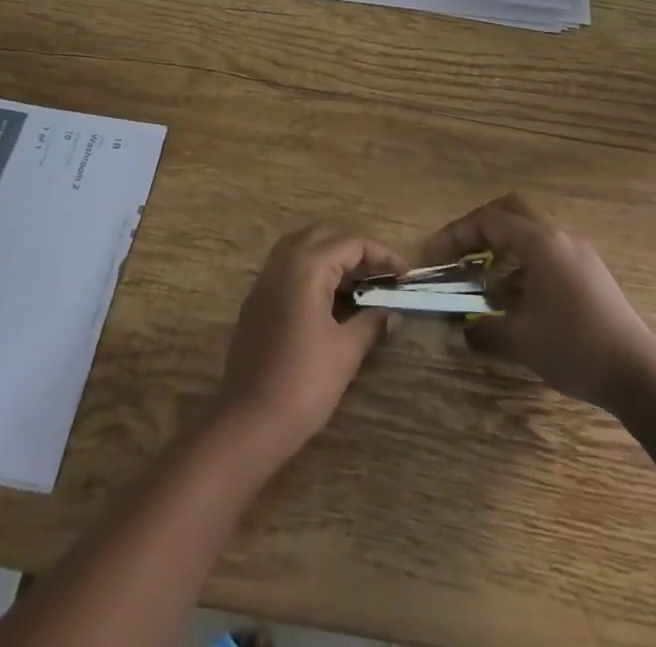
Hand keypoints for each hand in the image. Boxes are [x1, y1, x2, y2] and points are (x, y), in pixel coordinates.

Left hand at [216, 224, 406, 457]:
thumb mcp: (346, 351)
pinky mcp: (257, 297)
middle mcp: (283, 261)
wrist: (249, 420)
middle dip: (358, 248)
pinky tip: (331, 295)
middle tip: (383, 273)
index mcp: (306, 266)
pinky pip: (289, 264)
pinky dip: (314, 267)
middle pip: (326, 234)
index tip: (405, 275)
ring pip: (304, 245)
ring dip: (334, 254)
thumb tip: (390, 310)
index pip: (351, 242)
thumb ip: (371, 322)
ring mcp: (266, 278)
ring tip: (361, 280)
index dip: (383, 255)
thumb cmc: (303, 383)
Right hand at [425, 193, 650, 409]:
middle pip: (512, 209)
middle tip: (462, 251)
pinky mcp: (590, 272)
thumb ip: (485, 329)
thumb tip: (465, 329)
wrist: (639, 374)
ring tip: (487, 278)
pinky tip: (518, 295)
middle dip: (481, 226)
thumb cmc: (574, 348)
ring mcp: (578, 252)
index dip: (456, 235)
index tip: (435, 257)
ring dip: (505, 244)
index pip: (488, 221)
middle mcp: (558, 236)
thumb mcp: (521, 341)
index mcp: (539, 243)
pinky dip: (525, 261)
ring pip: (532, 229)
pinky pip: (548, 250)